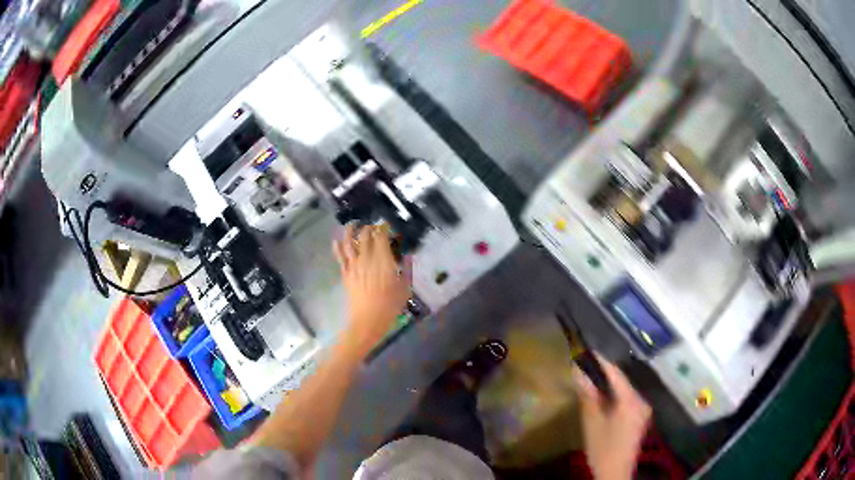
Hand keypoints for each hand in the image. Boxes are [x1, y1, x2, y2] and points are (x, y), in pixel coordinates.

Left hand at [333, 224, 411, 353]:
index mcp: (383, 259)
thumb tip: (407, 256)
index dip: (384, 228)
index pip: (381, 235)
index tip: (387, 226)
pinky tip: (337, 241)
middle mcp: (366, 258)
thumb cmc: (389, 306)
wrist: (367, 321)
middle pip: (365, 235)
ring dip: (350, 230)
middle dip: (369, 227)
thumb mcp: (405, 287)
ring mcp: (353, 265)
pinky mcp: (345, 273)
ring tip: (352, 224)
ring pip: (349, 241)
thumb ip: (406, 269)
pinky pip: (340, 256)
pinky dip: (337, 246)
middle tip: (373, 226)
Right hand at [573, 355, 650, 479]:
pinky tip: (603, 399)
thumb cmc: (603, 449)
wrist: (615, 473)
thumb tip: (578, 371)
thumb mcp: (592, 423)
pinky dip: (615, 396)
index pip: (616, 374)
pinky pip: (627, 400)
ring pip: (624, 391)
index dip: (601, 362)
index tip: (587, 353)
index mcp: (630, 400)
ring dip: (609, 386)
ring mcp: (642, 410)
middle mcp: (641, 401)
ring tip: (591, 381)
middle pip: (622, 381)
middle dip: (604, 374)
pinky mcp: (640, 418)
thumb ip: (588, 396)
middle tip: (586, 368)